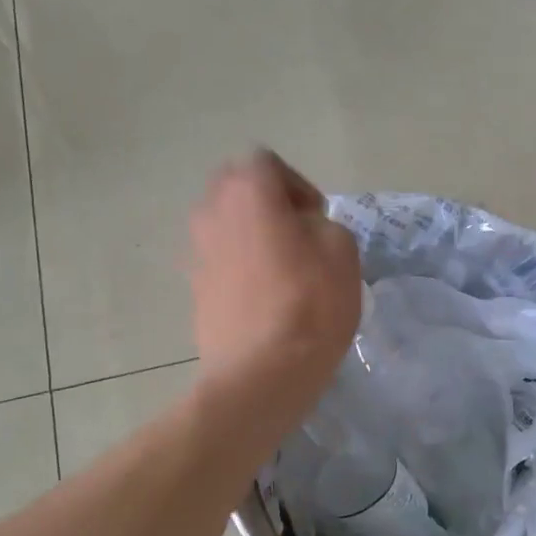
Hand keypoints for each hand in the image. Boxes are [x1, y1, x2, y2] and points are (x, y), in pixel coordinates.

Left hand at [189, 150, 361, 421]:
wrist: (263, 372)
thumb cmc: (310, 303)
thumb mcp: (342, 249)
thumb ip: (323, 223)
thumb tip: (302, 231)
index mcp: (247, 191)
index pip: (265, 162)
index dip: (296, 185)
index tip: (316, 219)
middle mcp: (211, 211)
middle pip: (236, 188)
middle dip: (266, 203)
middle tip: (297, 237)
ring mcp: (196, 252)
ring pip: (224, 225)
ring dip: (249, 235)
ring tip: (280, 269)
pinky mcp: (193, 289)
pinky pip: (218, 261)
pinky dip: (238, 268)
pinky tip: (263, 298)